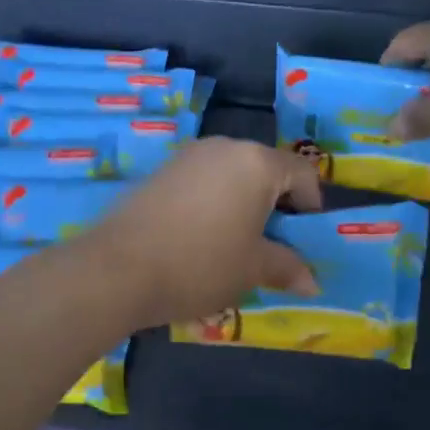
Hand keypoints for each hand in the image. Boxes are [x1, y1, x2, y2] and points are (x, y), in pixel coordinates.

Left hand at [79, 138, 322, 329]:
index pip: (303, 173)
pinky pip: (202, 182)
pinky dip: (213, 204)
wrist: (117, 269)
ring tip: (234, 245)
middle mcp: (224, 147)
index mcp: (256, 162)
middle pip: (266, 170)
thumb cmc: (200, 264)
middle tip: (272, 246)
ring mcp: (188, 156)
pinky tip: (199, 238)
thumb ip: (287, 267)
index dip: (312, 206)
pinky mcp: (160, 171)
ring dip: (243, 204)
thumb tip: (312, 282)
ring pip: (232, 176)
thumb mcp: (252, 269)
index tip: (303, 240)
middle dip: (276, 205)